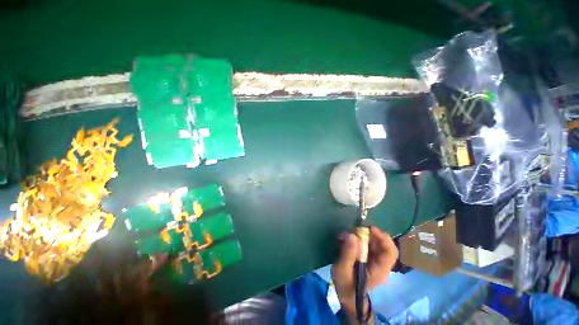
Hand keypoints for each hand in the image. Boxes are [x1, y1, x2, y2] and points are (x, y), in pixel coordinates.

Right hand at [331, 227, 397, 315]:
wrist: (347, 295)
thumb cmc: (346, 286)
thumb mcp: (342, 271)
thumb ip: (347, 254)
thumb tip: (352, 235)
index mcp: (379, 270)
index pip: (390, 252)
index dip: (383, 238)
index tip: (369, 229)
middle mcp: (381, 263)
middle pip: (382, 243)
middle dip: (368, 233)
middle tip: (353, 230)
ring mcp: (375, 259)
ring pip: (374, 241)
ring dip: (361, 234)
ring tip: (347, 234)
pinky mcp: (368, 256)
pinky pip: (367, 243)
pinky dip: (358, 238)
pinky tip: (347, 239)